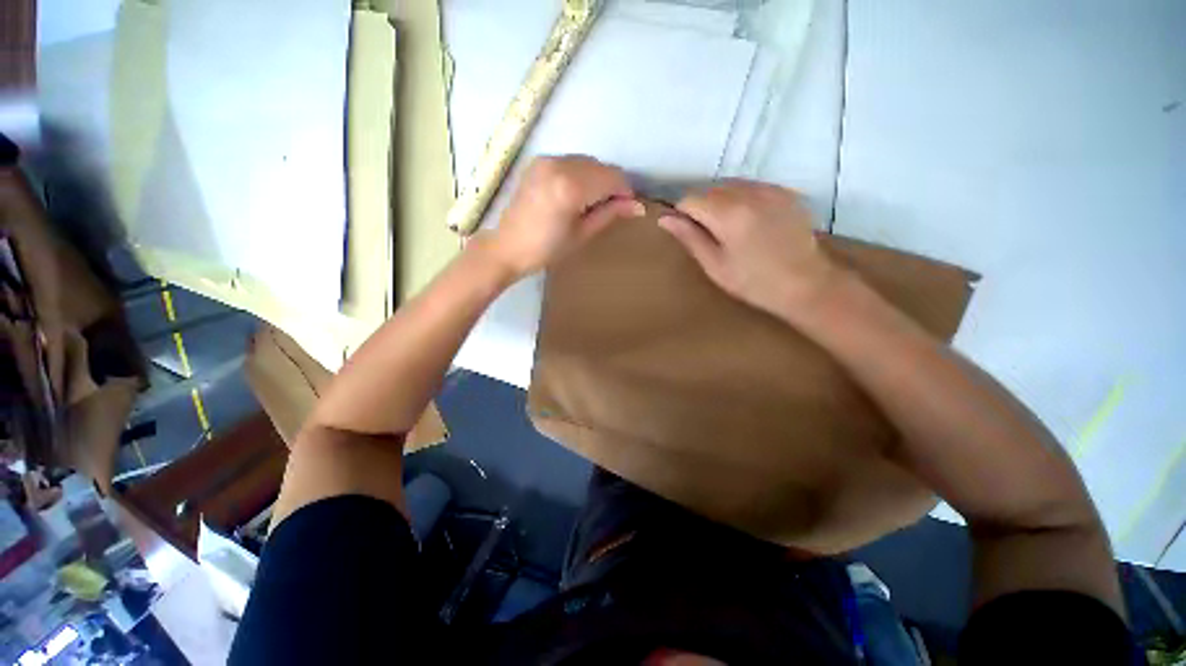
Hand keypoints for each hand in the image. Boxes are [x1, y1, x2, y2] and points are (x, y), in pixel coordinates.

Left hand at [486, 155, 644, 276]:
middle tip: (611, 209)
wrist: (508, 246)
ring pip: (587, 162)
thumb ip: (610, 214)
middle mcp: (559, 164)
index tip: (629, 208)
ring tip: (592, 203)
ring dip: (597, 178)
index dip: (625, 192)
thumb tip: (638, 206)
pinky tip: (576, 194)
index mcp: (570, 186)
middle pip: (601, 166)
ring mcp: (546, 160)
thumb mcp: (582, 234)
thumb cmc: (547, 249)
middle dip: (612, 185)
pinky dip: (581, 174)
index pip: (612, 178)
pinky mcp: (539, 162)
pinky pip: (571, 162)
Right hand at [658, 180, 836, 315]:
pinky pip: (752, 187)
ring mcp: (771, 189)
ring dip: (722, 202)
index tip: (690, 233)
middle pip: (710, 189)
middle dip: (703, 208)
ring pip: (731, 186)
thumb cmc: (754, 282)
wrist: (806, 284)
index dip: (683, 215)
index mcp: (728, 214)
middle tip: (711, 235)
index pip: (690, 199)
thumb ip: (689, 238)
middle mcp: (749, 193)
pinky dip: (743, 200)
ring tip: (732, 230)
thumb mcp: (715, 265)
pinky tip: (751, 222)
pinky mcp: (785, 192)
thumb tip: (664, 219)